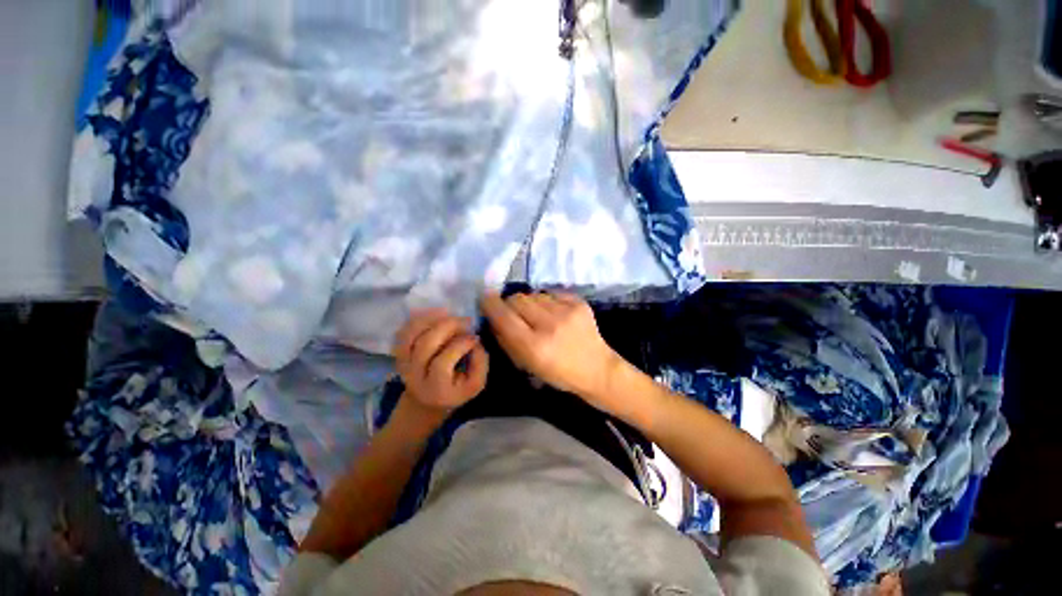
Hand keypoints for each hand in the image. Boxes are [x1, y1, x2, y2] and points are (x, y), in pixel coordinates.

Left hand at [393, 310, 488, 415]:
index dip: (460, 345)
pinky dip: (419, 319)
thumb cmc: (456, 390)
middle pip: (425, 345)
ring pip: (411, 335)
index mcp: (435, 388)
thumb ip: (480, 363)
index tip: (475, 337)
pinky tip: (436, 314)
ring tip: (450, 315)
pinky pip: (404, 331)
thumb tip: (475, 340)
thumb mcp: (475, 384)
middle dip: (447, 327)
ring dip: (431, 319)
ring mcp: (403, 363)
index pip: (442, 363)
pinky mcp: (398, 352)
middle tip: (465, 321)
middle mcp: (414, 376)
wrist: (426, 399)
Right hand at [481, 292, 620, 401]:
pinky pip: (551, 293)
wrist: (597, 368)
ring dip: (530, 303)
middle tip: (515, 314)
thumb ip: (507, 340)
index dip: (490, 304)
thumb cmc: (559, 373)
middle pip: (517, 299)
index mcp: (534, 346)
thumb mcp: (527, 365)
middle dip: (510, 304)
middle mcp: (550, 325)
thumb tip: (493, 317)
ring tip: (538, 316)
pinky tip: (554, 313)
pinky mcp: (578, 302)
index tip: (485, 298)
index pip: (503, 316)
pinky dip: (546, 301)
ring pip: (533, 294)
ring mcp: (567, 311)